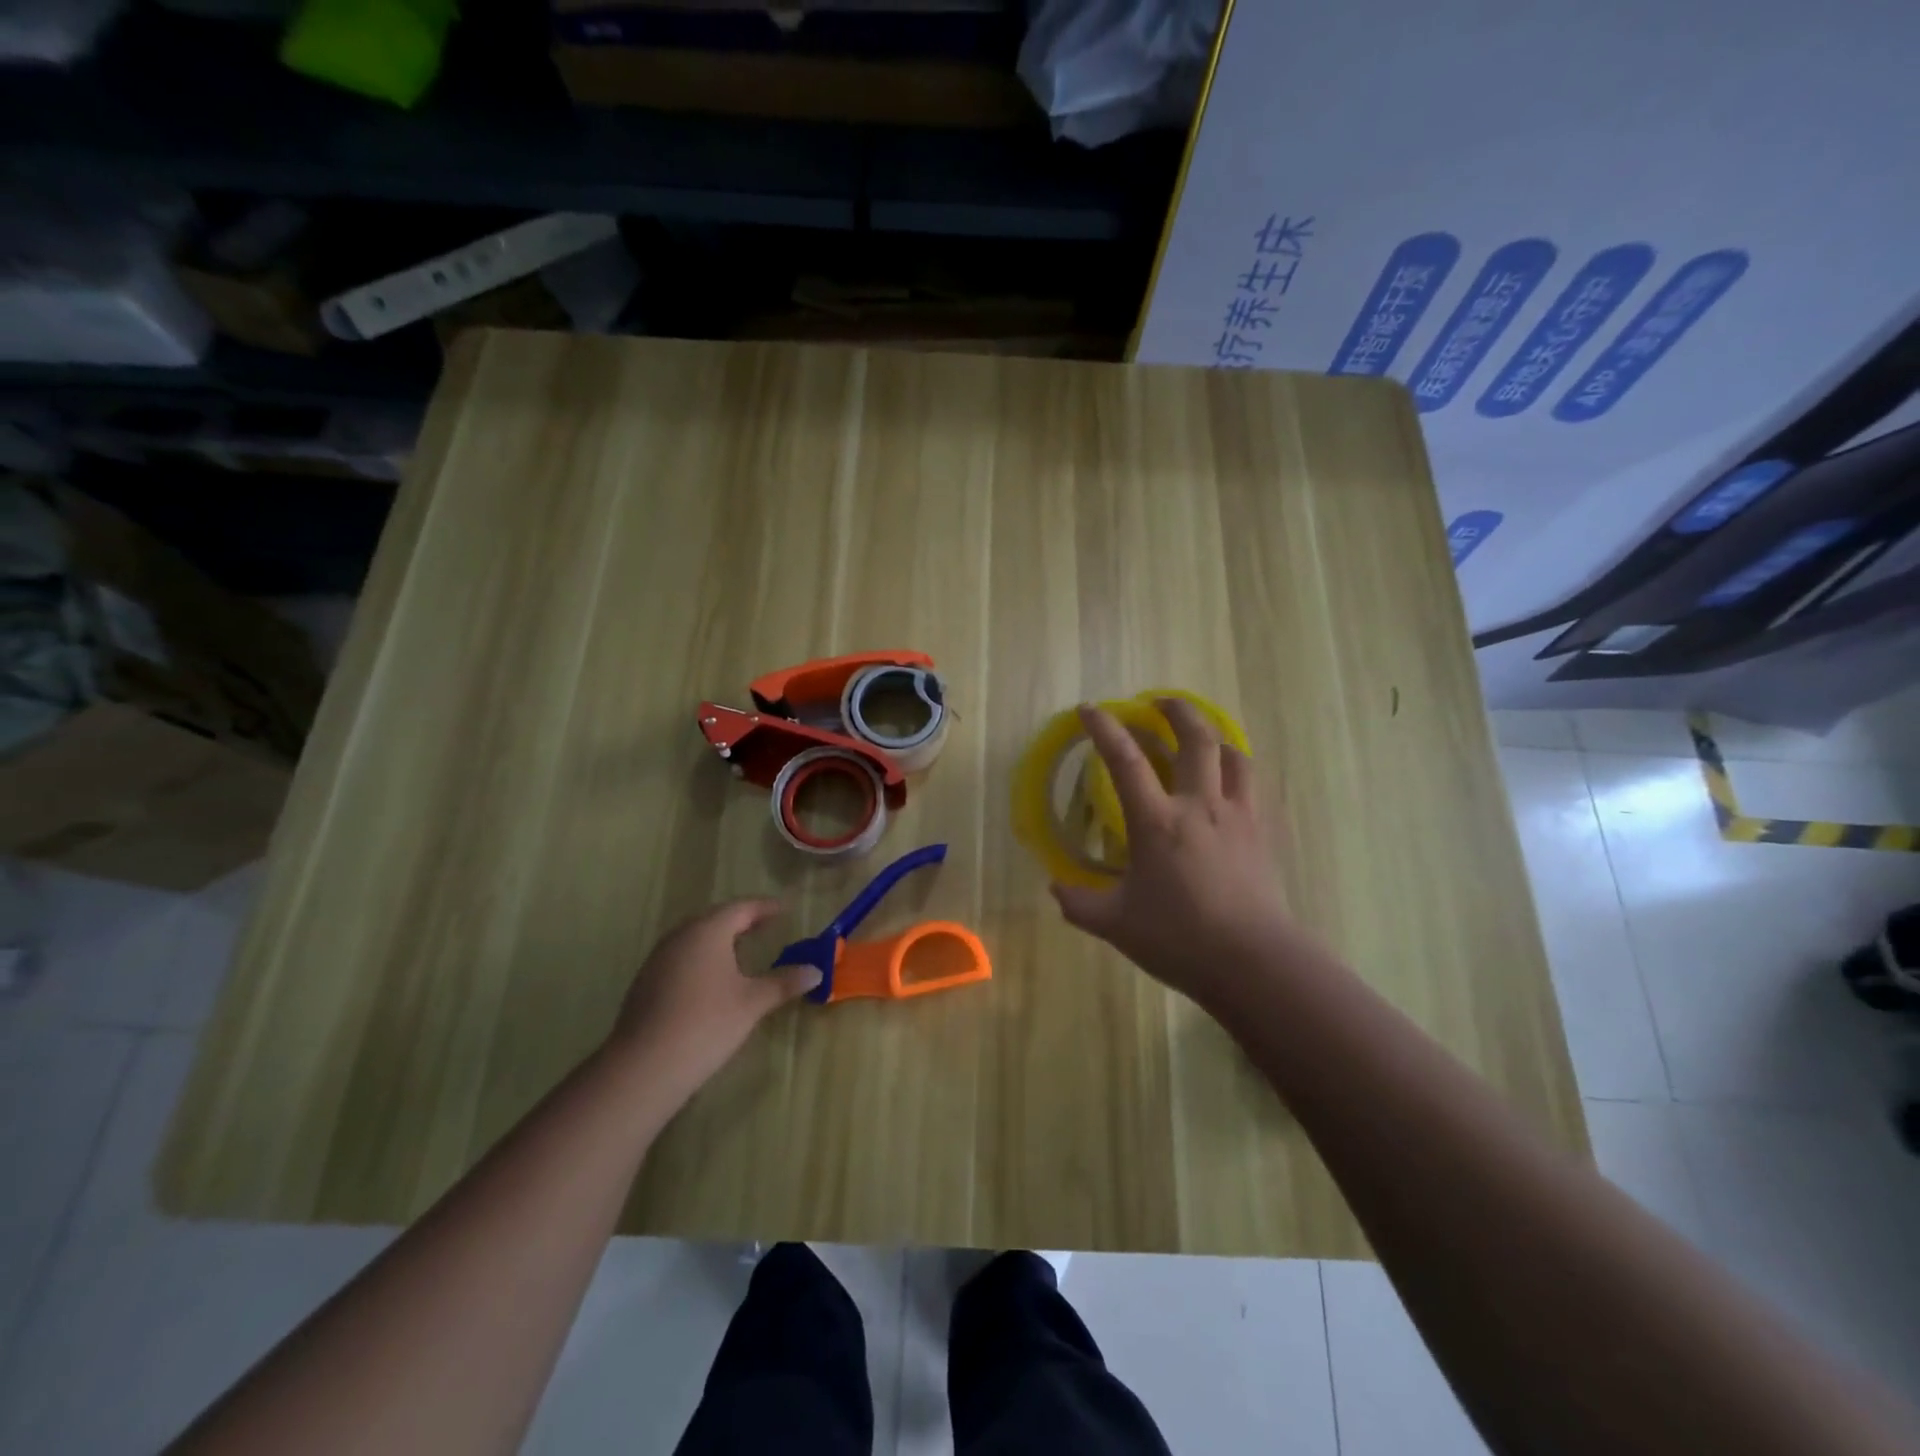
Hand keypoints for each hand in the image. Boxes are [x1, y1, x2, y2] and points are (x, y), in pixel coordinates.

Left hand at [605, 900, 818, 1105]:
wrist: (644, 1067)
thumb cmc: (707, 1024)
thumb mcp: (753, 1003)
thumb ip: (784, 982)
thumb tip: (816, 971)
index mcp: (708, 931)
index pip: (741, 908)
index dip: (765, 907)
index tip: (784, 909)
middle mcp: (681, 936)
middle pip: (715, 918)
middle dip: (741, 920)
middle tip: (765, 926)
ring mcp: (658, 959)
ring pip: (694, 938)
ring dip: (719, 939)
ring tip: (741, 951)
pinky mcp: (646, 982)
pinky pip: (681, 957)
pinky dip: (702, 958)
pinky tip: (712, 979)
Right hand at [1051, 699, 1295, 1009]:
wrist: (1254, 962)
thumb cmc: (1180, 939)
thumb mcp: (1117, 925)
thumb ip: (1079, 904)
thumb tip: (1055, 887)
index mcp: (1158, 822)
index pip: (1125, 760)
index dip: (1104, 728)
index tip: (1089, 709)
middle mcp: (1200, 806)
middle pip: (1195, 738)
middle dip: (1176, 710)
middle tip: (1159, 703)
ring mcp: (1238, 816)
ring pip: (1233, 755)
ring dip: (1213, 737)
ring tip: (1200, 738)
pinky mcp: (1263, 833)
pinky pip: (1253, 785)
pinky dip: (1238, 770)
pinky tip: (1230, 782)